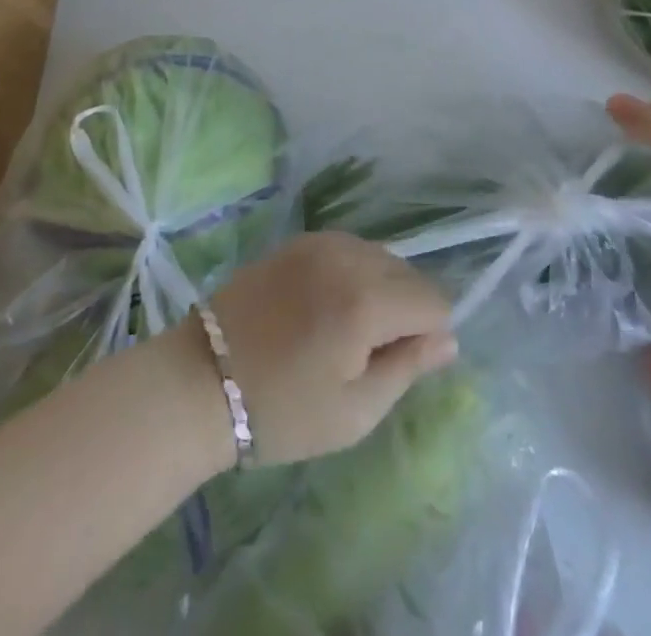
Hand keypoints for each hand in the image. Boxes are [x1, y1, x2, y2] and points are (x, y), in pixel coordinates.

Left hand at [206, 232, 456, 466]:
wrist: (201, 380)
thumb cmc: (280, 410)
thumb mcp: (354, 411)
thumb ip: (408, 368)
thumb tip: (449, 339)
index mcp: (366, 300)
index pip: (434, 301)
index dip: (428, 336)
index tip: (395, 364)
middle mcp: (350, 256)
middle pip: (410, 275)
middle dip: (405, 311)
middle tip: (367, 353)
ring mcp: (322, 241)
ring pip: (382, 258)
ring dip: (381, 289)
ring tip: (344, 331)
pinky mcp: (300, 240)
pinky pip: (351, 249)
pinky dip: (354, 273)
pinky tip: (325, 306)